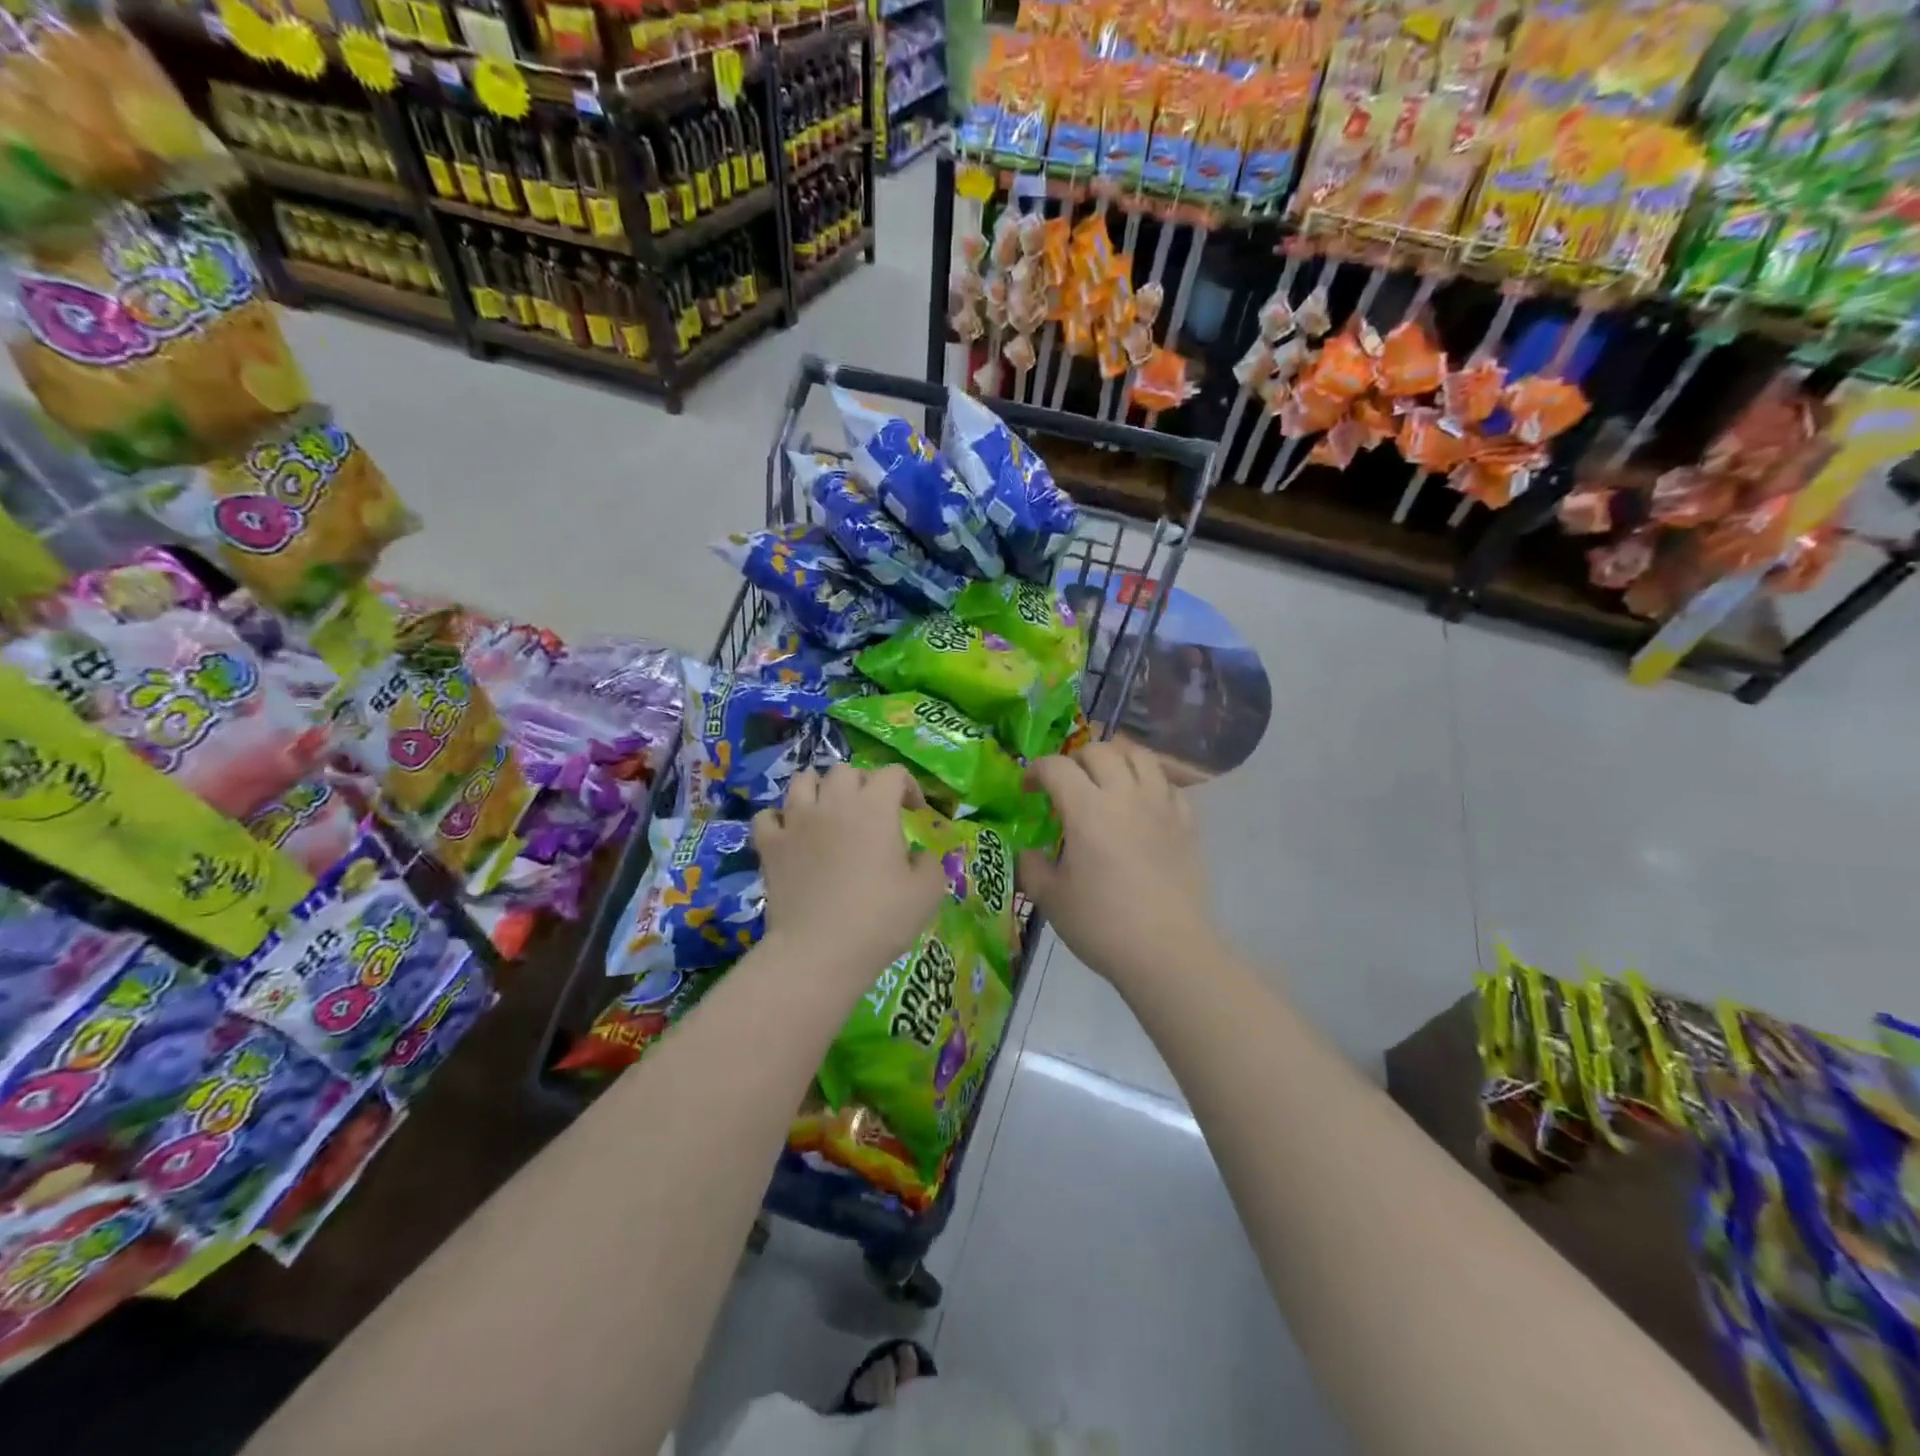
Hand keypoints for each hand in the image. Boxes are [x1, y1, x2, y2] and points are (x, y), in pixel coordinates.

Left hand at [754, 765, 948, 990]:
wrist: (819, 952)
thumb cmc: (879, 920)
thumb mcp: (927, 893)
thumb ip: (929, 864)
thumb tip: (918, 856)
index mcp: (874, 808)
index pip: (892, 773)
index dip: (909, 787)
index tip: (916, 812)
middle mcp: (833, 803)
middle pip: (846, 771)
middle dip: (863, 784)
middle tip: (872, 812)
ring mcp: (796, 821)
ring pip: (803, 780)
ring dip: (820, 789)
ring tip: (829, 811)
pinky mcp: (770, 845)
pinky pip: (768, 816)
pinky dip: (780, 819)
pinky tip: (791, 834)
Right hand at [1019, 741, 1216, 993]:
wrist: (1167, 951)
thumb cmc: (1102, 924)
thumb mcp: (1051, 899)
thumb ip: (1032, 867)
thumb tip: (1029, 853)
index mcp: (1086, 809)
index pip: (1056, 767)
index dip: (1036, 771)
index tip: (1028, 790)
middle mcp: (1125, 795)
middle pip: (1100, 750)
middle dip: (1075, 759)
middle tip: (1067, 783)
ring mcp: (1161, 805)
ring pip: (1140, 755)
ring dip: (1117, 757)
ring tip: (1106, 776)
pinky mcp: (1187, 822)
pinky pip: (1168, 783)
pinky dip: (1150, 781)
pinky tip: (1142, 802)